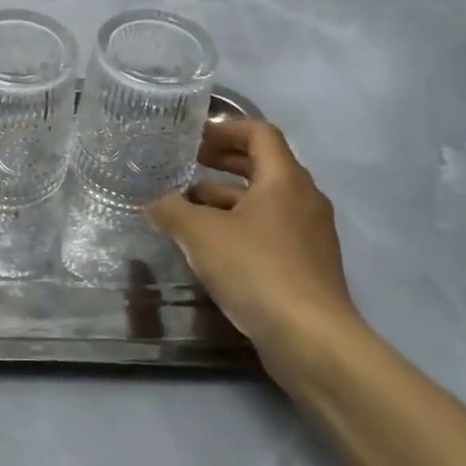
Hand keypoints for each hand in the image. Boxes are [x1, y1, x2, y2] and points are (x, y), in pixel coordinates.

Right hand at [147, 119, 362, 379]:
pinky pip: (271, 229)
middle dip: (224, 161)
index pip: (260, 133)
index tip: (195, 137)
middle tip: (188, 163)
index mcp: (284, 179)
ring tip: (189, 206)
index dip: (226, 128)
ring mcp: (310, 234)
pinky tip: (212, 246)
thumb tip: (155, 202)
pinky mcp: (308, 264)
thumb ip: (172, 210)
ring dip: (228, 197)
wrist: (310, 337)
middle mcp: (304, 199)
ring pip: (265, 201)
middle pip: (264, 165)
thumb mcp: (200, 234)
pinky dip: (241, 225)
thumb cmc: (255, 269)